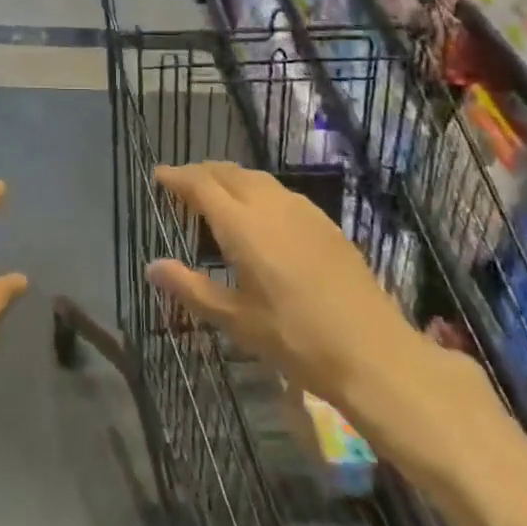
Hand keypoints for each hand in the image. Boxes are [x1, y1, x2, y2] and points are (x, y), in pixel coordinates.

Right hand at [146, 161, 495, 487]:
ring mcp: (302, 211)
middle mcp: (270, 206)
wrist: (375, 353)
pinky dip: (256, 191)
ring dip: (229, 179)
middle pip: (228, 173)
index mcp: (243, 225)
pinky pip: (280, 192)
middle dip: (201, 173)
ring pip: (256, 179)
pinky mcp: (325, 223)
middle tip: (181, 186)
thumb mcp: (237, 321)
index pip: (200, 185)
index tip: (157, 175)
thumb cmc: (297, 339)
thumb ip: (191, 288)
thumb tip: (152, 266)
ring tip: (216, 197)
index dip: (176, 177)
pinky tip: (260, 216)